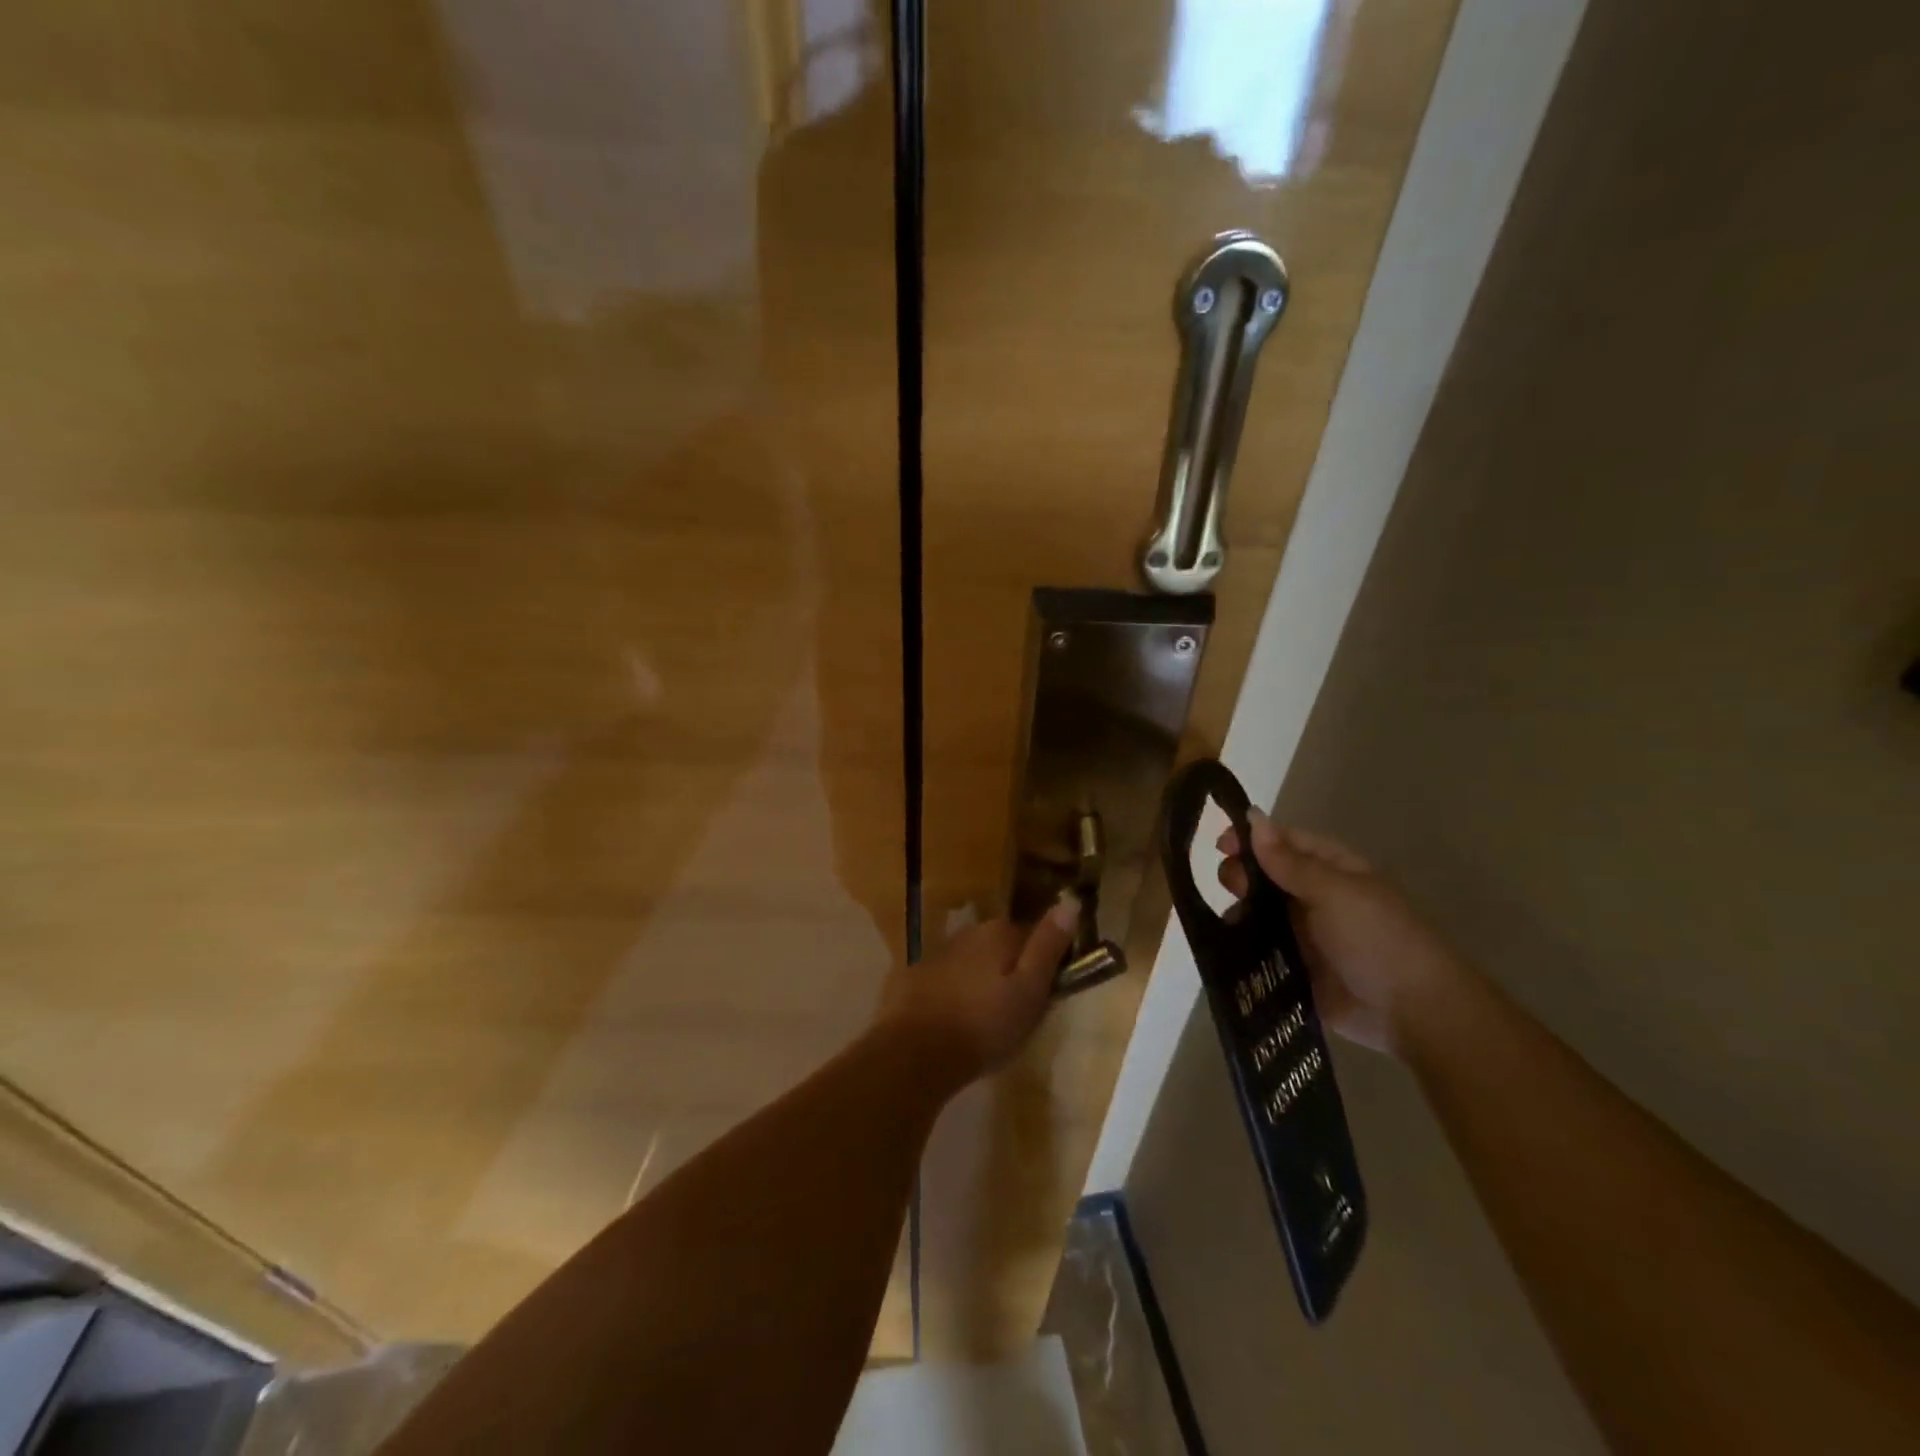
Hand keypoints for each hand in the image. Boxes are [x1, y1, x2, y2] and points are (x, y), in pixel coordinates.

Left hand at [874, 898, 1079, 1083]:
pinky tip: (955, 1022)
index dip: (1045, 965)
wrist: (915, 1054)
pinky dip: (956, 993)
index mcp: (999, 932)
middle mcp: (968, 932)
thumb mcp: (1030, 990)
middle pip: (1002, 948)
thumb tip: (1071, 900)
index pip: (1035, 937)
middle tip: (1017, 1014)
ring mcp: (938, 952)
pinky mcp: (915, 976)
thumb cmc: (984, 1026)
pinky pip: (948, 979)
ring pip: (974, 963)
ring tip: (985, 1023)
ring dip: (983, 982)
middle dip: (1012, 972)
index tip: (1046, 996)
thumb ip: (1049, 945)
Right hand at [1218, 814, 1467, 1056]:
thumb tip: (1253, 817)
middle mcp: (1314, 898)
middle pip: (1266, 877)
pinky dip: (1241, 948)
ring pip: (1258, 914)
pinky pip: (1259, 952)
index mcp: (1331, 871)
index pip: (1284, 843)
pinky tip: (1222, 947)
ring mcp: (1303, 936)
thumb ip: (1288, 860)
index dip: (1252, 839)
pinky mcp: (1294, 970)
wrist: (1413, 1012)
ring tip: (1229, 922)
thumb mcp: (1333, 891)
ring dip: (1239, 913)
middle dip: (1242, 876)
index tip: (1220, 845)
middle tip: (1231, 887)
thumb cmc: (1377, 938)